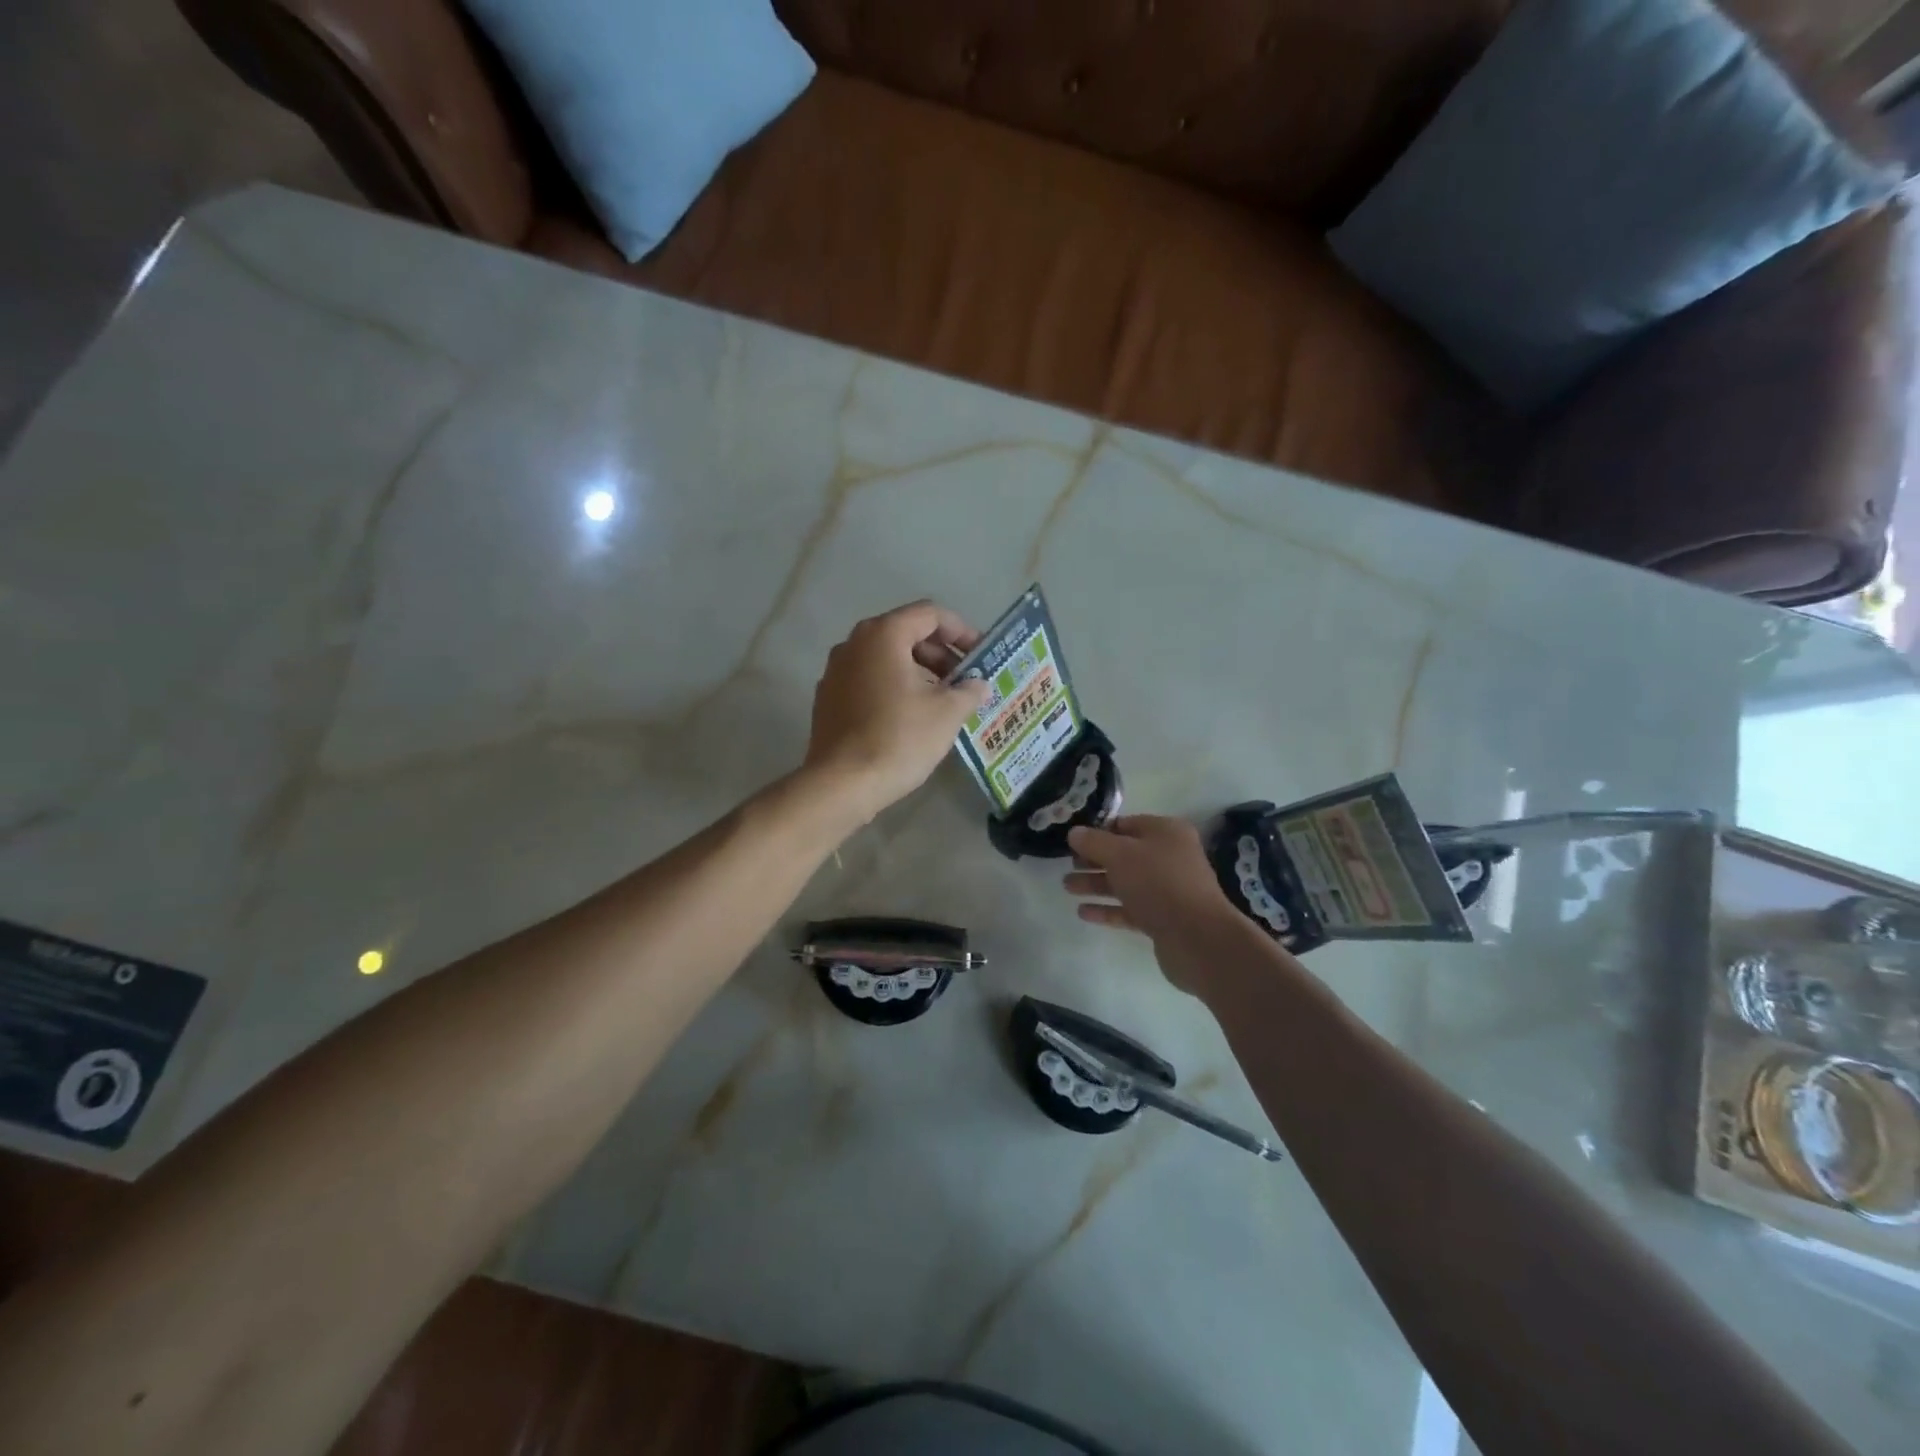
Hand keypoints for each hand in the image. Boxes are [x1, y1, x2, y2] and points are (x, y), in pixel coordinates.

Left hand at [803, 601, 991, 823]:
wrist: (842, 784)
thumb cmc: (899, 738)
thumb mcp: (947, 713)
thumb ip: (969, 691)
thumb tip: (979, 685)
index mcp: (883, 635)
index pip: (929, 614)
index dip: (961, 631)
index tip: (981, 655)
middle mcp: (854, 644)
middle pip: (906, 633)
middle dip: (940, 654)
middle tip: (966, 681)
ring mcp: (835, 671)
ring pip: (886, 659)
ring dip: (919, 672)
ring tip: (944, 701)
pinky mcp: (828, 699)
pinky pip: (869, 680)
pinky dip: (894, 688)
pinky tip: (911, 717)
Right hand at [1064, 816, 1247, 995]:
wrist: (1197, 938)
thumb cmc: (1158, 883)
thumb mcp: (1120, 854)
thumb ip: (1094, 842)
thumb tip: (1074, 833)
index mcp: (1166, 832)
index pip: (1125, 825)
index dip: (1098, 831)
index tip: (1072, 841)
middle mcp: (1169, 857)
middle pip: (1124, 854)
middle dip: (1094, 860)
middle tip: (1067, 865)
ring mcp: (1167, 890)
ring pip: (1125, 882)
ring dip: (1096, 884)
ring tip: (1067, 887)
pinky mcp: (1162, 918)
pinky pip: (1129, 908)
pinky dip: (1108, 908)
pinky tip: (1083, 912)